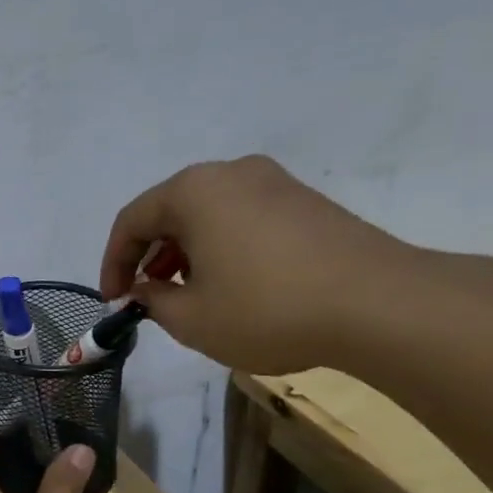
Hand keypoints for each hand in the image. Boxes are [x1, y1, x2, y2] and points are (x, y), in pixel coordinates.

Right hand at [99, 156, 414, 375]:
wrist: (379, 304)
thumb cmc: (267, 309)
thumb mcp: (191, 318)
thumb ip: (153, 301)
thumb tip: (145, 290)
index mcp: (194, 191)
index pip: (132, 221)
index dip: (113, 263)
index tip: (114, 301)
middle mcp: (231, 174)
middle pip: (170, 211)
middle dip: (150, 256)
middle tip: (147, 297)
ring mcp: (275, 183)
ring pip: (208, 214)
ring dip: (186, 252)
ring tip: (188, 294)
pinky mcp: (306, 202)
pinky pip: (243, 218)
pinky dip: (222, 247)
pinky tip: (233, 284)